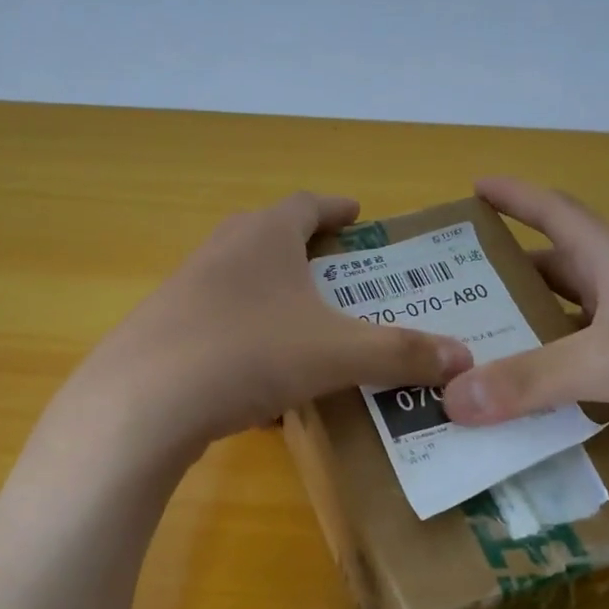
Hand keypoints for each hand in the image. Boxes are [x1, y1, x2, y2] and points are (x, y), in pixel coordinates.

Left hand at [72, 192, 473, 454]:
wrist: (143, 404)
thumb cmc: (249, 355)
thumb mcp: (337, 354)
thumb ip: (401, 354)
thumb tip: (465, 357)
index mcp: (264, 236)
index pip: (306, 204)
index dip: (336, 208)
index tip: (358, 214)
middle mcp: (221, 252)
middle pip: (268, 237)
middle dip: (305, 252)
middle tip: (339, 273)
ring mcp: (185, 293)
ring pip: (241, 286)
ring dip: (273, 300)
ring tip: (306, 329)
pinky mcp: (165, 334)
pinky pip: (220, 329)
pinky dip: (248, 344)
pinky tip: (264, 385)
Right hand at [440, 177, 608, 469]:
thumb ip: (529, 378)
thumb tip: (450, 399)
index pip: (556, 213)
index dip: (515, 197)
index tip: (474, 188)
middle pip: (553, 276)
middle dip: (505, 283)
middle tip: (450, 300)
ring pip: (567, 334)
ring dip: (526, 344)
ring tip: (471, 359)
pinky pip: (584, 383)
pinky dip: (552, 393)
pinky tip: (518, 411)